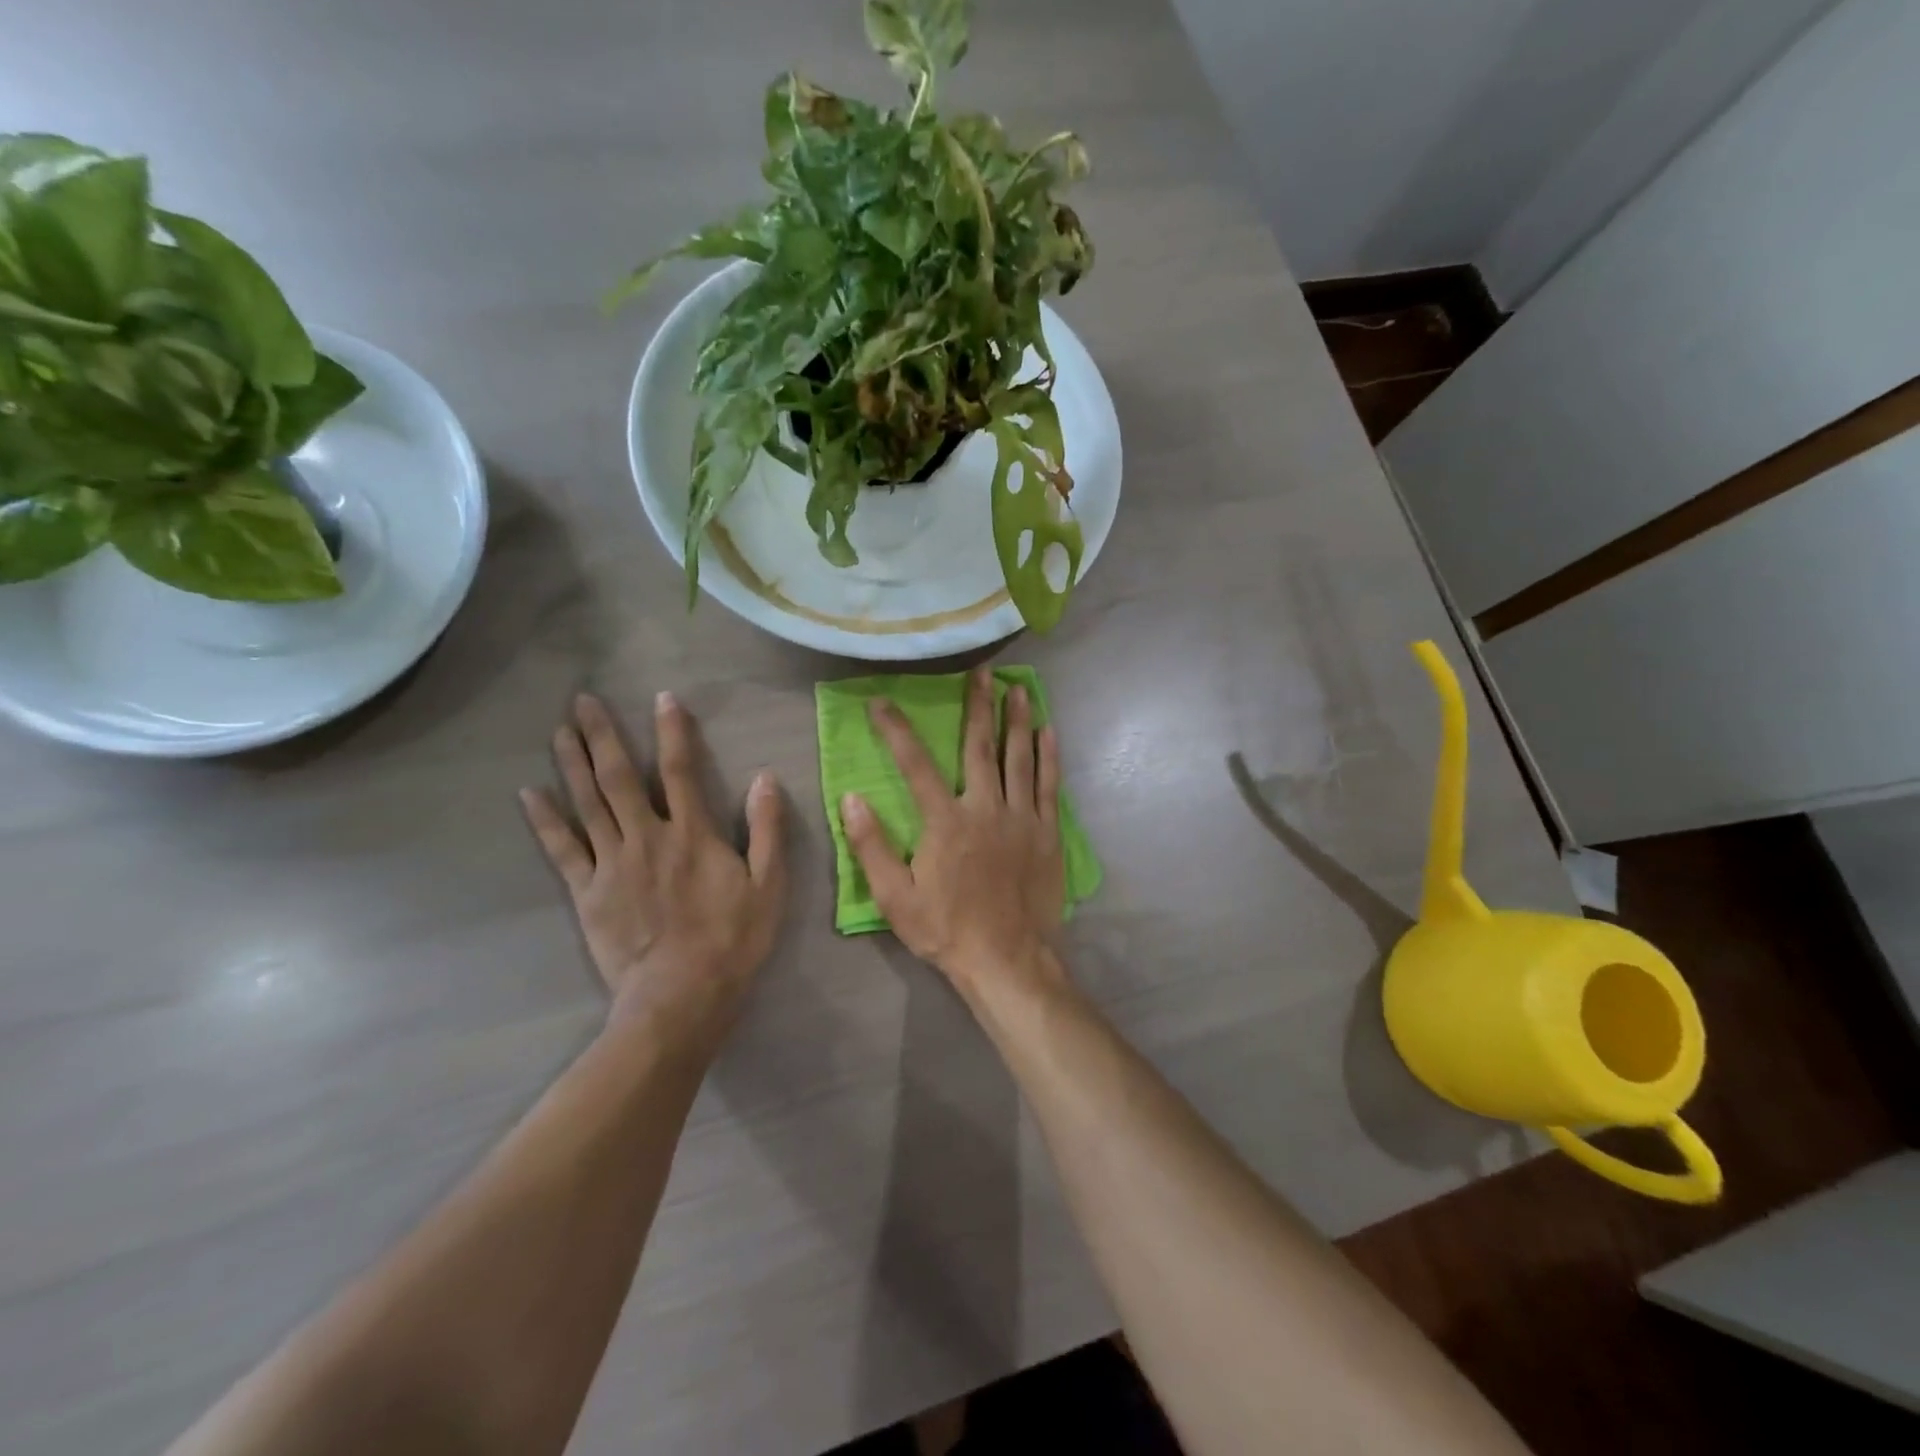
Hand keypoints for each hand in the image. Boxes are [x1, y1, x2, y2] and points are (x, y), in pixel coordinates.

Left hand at [520, 692, 786, 1041]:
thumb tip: (766, 779)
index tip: (662, 698)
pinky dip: (545, 820)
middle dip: (602, 735)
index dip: (672, 732)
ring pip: (588, 804)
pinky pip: (562, 849)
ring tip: (559, 730)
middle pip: (619, 778)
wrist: (681, 996)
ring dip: (572, 763)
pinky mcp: (588, 892)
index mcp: (693, 834)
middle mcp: (648, 837)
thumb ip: (767, 830)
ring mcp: (612, 863)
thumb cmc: (732, 940)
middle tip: (582, 700)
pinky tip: (529, 793)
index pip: (680, 770)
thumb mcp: (769, 885)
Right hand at [841, 666, 1065, 995]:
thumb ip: (871, 845)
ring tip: (1018, 688)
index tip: (882, 702)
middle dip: (978, 704)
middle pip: (979, 746)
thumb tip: (851, 798)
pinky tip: (1048, 732)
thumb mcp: (895, 897)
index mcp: (945, 821)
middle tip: (982, 670)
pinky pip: (1050, 786)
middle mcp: (985, 808)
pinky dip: (1049, 757)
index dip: (896, 730)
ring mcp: (1022, 818)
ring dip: (1017, 720)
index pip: (915, 763)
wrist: (1007, 960)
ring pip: (1019, 758)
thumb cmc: (946, 929)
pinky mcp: (1047, 833)